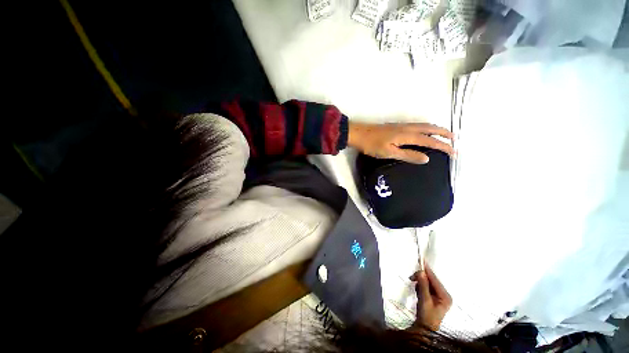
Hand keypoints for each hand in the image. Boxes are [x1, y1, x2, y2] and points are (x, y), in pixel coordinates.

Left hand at [348, 122, 453, 163]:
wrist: (358, 134)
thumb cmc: (372, 145)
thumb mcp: (390, 153)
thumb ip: (408, 155)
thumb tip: (427, 158)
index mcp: (407, 135)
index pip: (430, 141)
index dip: (443, 146)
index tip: (454, 152)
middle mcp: (407, 127)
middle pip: (430, 128)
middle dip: (444, 133)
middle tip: (454, 140)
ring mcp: (401, 125)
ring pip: (424, 125)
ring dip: (436, 129)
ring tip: (443, 135)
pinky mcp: (396, 126)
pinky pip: (417, 125)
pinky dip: (426, 128)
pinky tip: (423, 133)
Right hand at [409, 264, 452, 329]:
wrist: (425, 329)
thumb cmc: (426, 317)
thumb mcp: (424, 301)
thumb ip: (423, 286)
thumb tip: (420, 272)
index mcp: (445, 296)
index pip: (435, 280)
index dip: (428, 271)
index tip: (421, 261)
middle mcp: (444, 294)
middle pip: (432, 280)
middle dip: (422, 278)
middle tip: (411, 278)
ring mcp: (440, 296)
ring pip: (428, 283)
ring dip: (420, 282)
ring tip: (414, 287)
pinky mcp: (434, 297)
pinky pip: (427, 287)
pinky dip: (421, 286)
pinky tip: (418, 291)